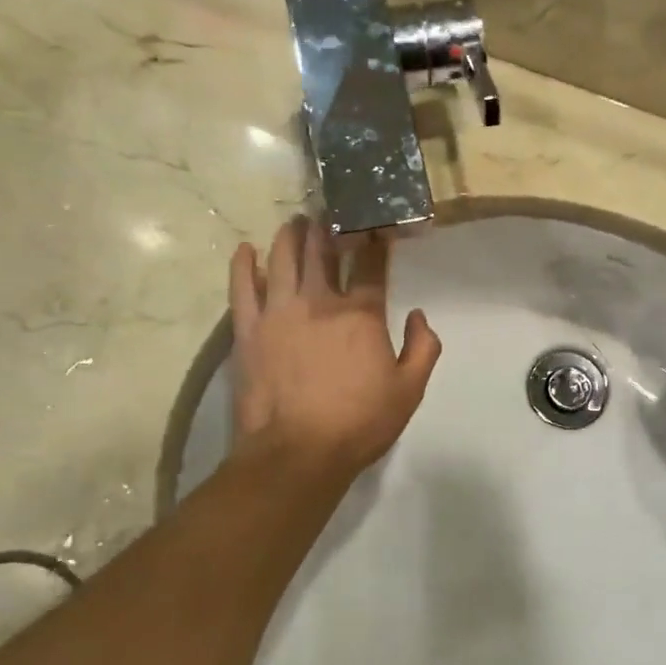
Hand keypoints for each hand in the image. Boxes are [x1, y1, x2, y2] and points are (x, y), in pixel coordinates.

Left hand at [228, 216, 441, 478]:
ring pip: (282, 258)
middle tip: (330, 212)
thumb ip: (423, 348)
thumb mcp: (409, 391)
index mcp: (361, 314)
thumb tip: (419, 315)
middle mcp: (320, 301)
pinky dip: (243, 265)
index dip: (376, 240)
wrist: (297, 452)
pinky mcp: (248, 329)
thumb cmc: (359, 423)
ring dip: (291, 235)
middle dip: (329, 226)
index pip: (371, 265)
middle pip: (323, 250)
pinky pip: (242, 287)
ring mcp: (279, 312)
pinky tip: (246, 249)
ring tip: (295, 223)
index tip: (377, 224)